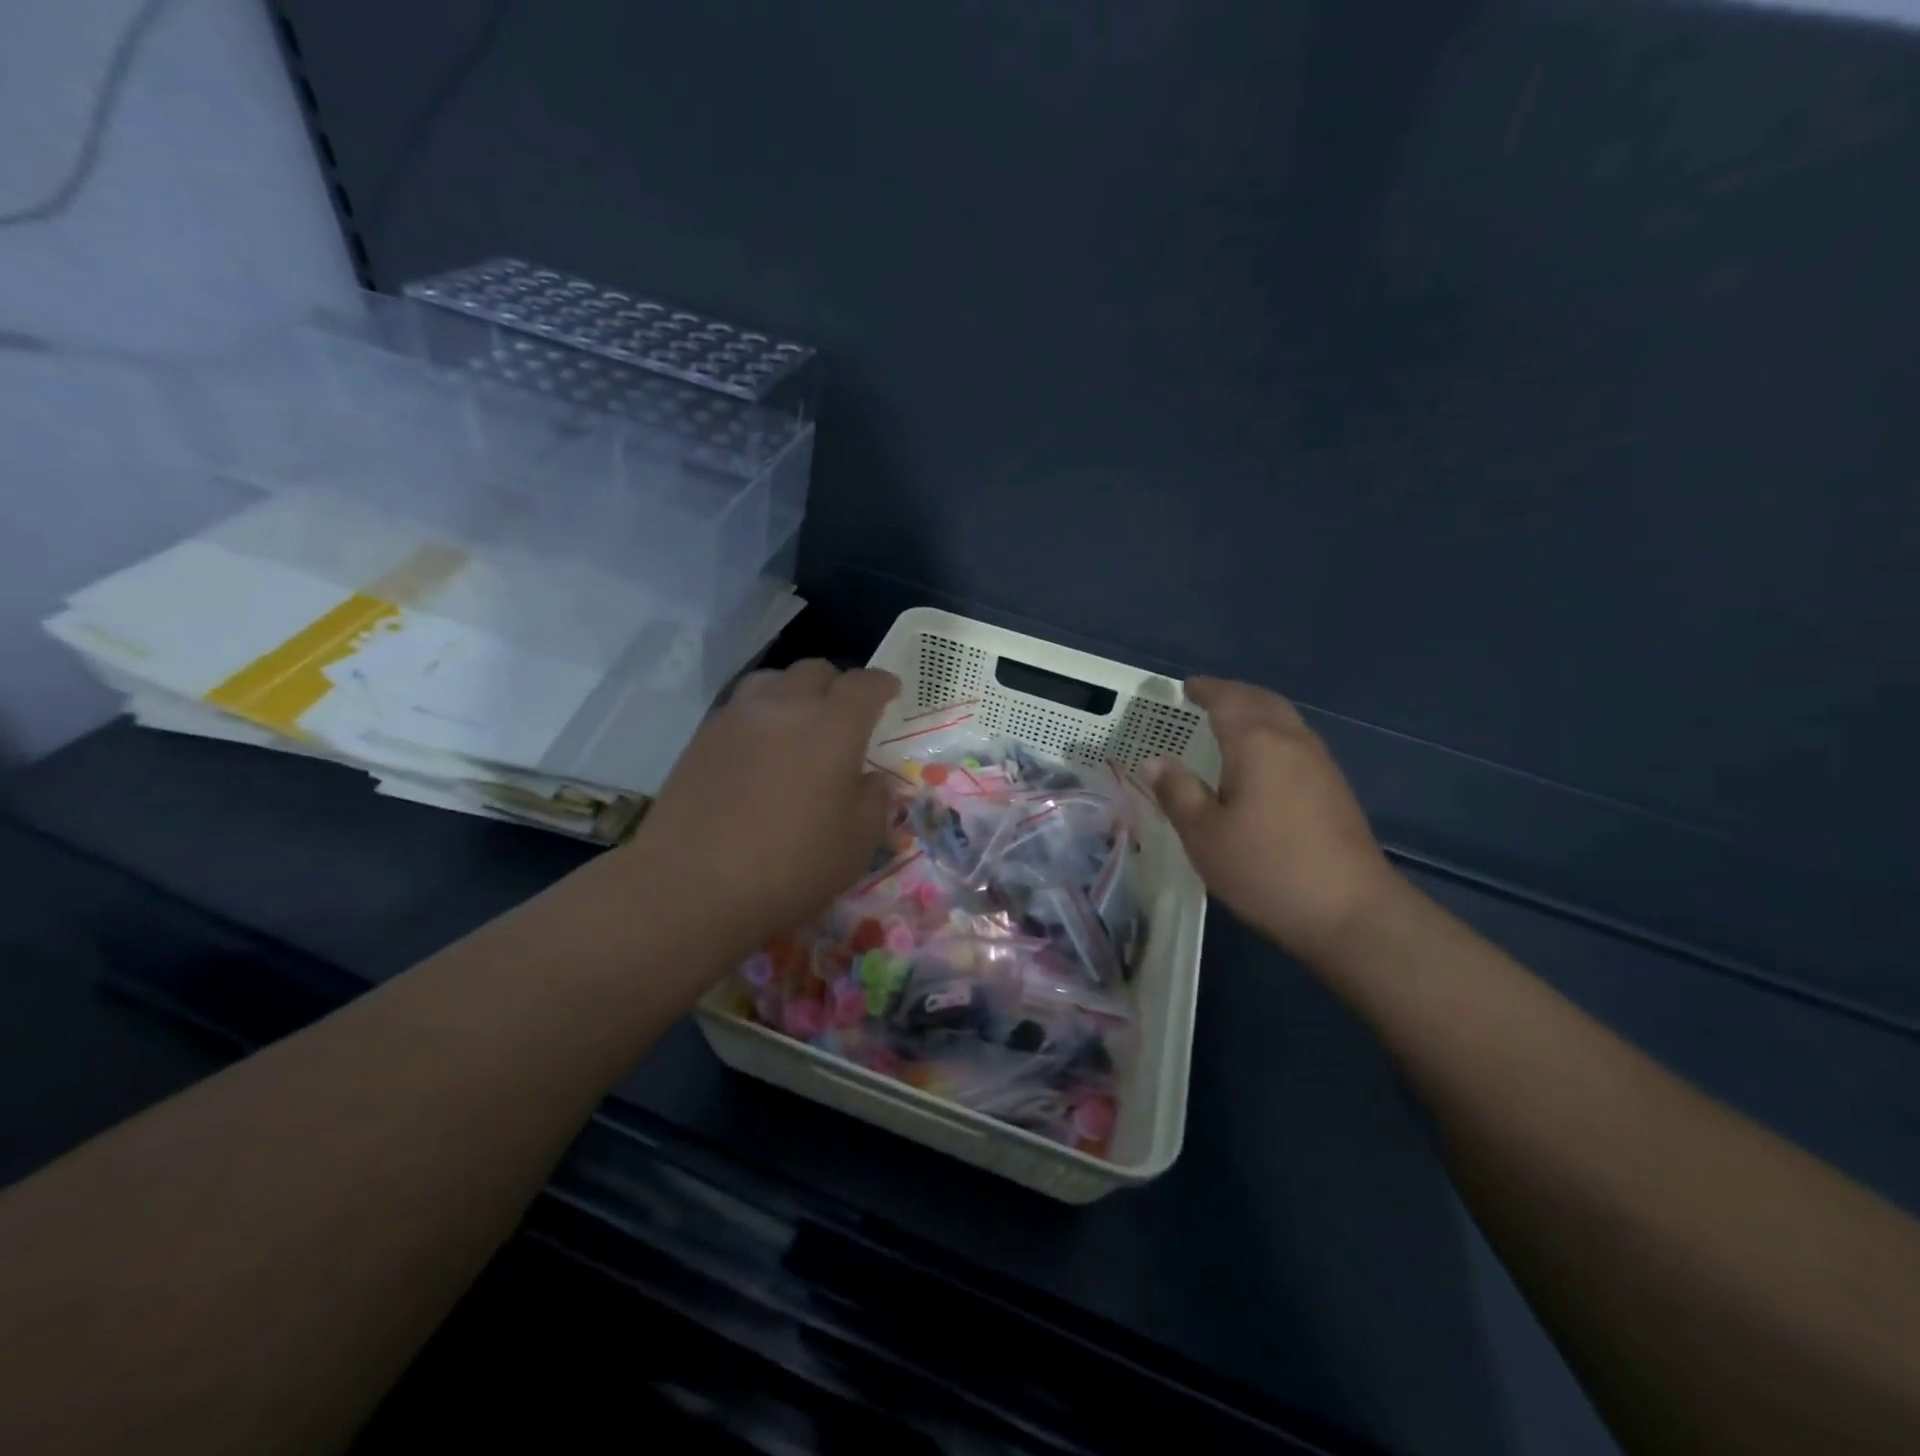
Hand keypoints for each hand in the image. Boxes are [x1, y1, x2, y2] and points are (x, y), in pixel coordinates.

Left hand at [621, 659, 900, 959]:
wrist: (692, 886)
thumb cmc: (790, 866)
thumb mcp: (856, 844)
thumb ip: (874, 802)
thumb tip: (872, 780)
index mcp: (833, 726)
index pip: (864, 684)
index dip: (882, 684)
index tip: (891, 691)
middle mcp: (785, 707)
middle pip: (816, 671)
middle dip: (838, 685)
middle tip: (846, 714)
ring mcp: (737, 718)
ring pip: (773, 680)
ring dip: (794, 692)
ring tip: (798, 722)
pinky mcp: (702, 738)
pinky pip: (741, 707)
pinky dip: (761, 714)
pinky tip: (761, 749)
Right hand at [1142, 678, 1398, 961]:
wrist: (1351, 912)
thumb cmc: (1266, 869)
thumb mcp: (1204, 835)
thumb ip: (1177, 792)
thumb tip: (1155, 761)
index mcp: (1257, 743)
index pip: (1228, 700)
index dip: (1206, 690)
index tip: (1187, 686)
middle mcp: (1293, 742)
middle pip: (1263, 701)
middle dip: (1234, 693)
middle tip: (1208, 697)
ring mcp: (1321, 765)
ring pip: (1285, 720)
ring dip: (1257, 712)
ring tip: (1231, 722)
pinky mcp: (1335, 790)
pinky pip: (1297, 742)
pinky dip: (1273, 735)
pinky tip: (1262, 761)